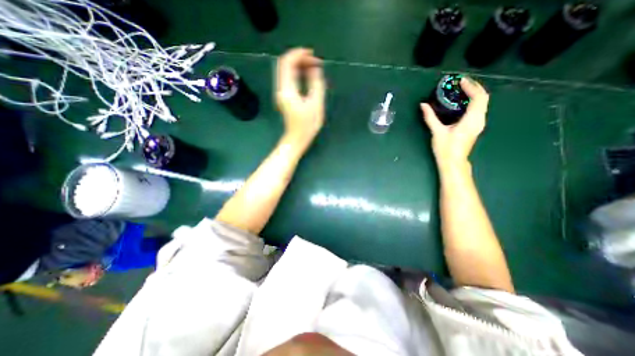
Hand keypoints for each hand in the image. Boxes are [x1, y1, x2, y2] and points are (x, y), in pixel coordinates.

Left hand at [274, 48, 324, 147]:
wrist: (297, 139)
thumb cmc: (307, 125)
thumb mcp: (315, 104)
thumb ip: (316, 84)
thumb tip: (315, 69)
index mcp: (287, 90)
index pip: (287, 63)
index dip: (298, 54)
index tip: (312, 53)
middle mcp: (281, 89)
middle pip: (285, 65)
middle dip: (299, 58)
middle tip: (315, 60)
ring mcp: (282, 93)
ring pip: (287, 72)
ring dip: (299, 65)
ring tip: (313, 66)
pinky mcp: (285, 97)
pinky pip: (289, 79)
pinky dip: (298, 73)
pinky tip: (307, 75)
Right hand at [421, 75, 490, 169]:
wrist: (453, 162)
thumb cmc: (446, 148)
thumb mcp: (437, 132)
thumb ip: (430, 117)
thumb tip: (423, 105)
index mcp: (471, 120)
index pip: (478, 97)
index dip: (471, 86)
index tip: (460, 81)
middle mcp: (479, 119)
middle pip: (484, 98)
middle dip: (474, 87)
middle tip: (461, 83)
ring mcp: (479, 123)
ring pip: (483, 103)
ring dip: (475, 94)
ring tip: (462, 89)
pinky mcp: (476, 126)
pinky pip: (479, 108)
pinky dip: (473, 101)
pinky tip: (463, 102)